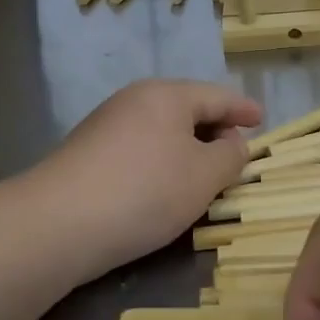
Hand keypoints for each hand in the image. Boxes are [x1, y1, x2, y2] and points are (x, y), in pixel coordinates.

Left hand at [34, 79, 261, 276]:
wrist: (57, 224)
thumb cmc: (145, 191)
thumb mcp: (205, 176)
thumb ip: (230, 156)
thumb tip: (231, 143)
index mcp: (167, 95)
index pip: (217, 96)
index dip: (244, 109)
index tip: (262, 120)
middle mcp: (135, 100)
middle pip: (187, 109)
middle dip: (215, 129)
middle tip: (236, 153)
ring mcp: (106, 125)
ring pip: (161, 130)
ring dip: (187, 149)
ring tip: (204, 175)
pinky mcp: (87, 153)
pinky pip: (140, 148)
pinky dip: (162, 161)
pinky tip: (163, 188)